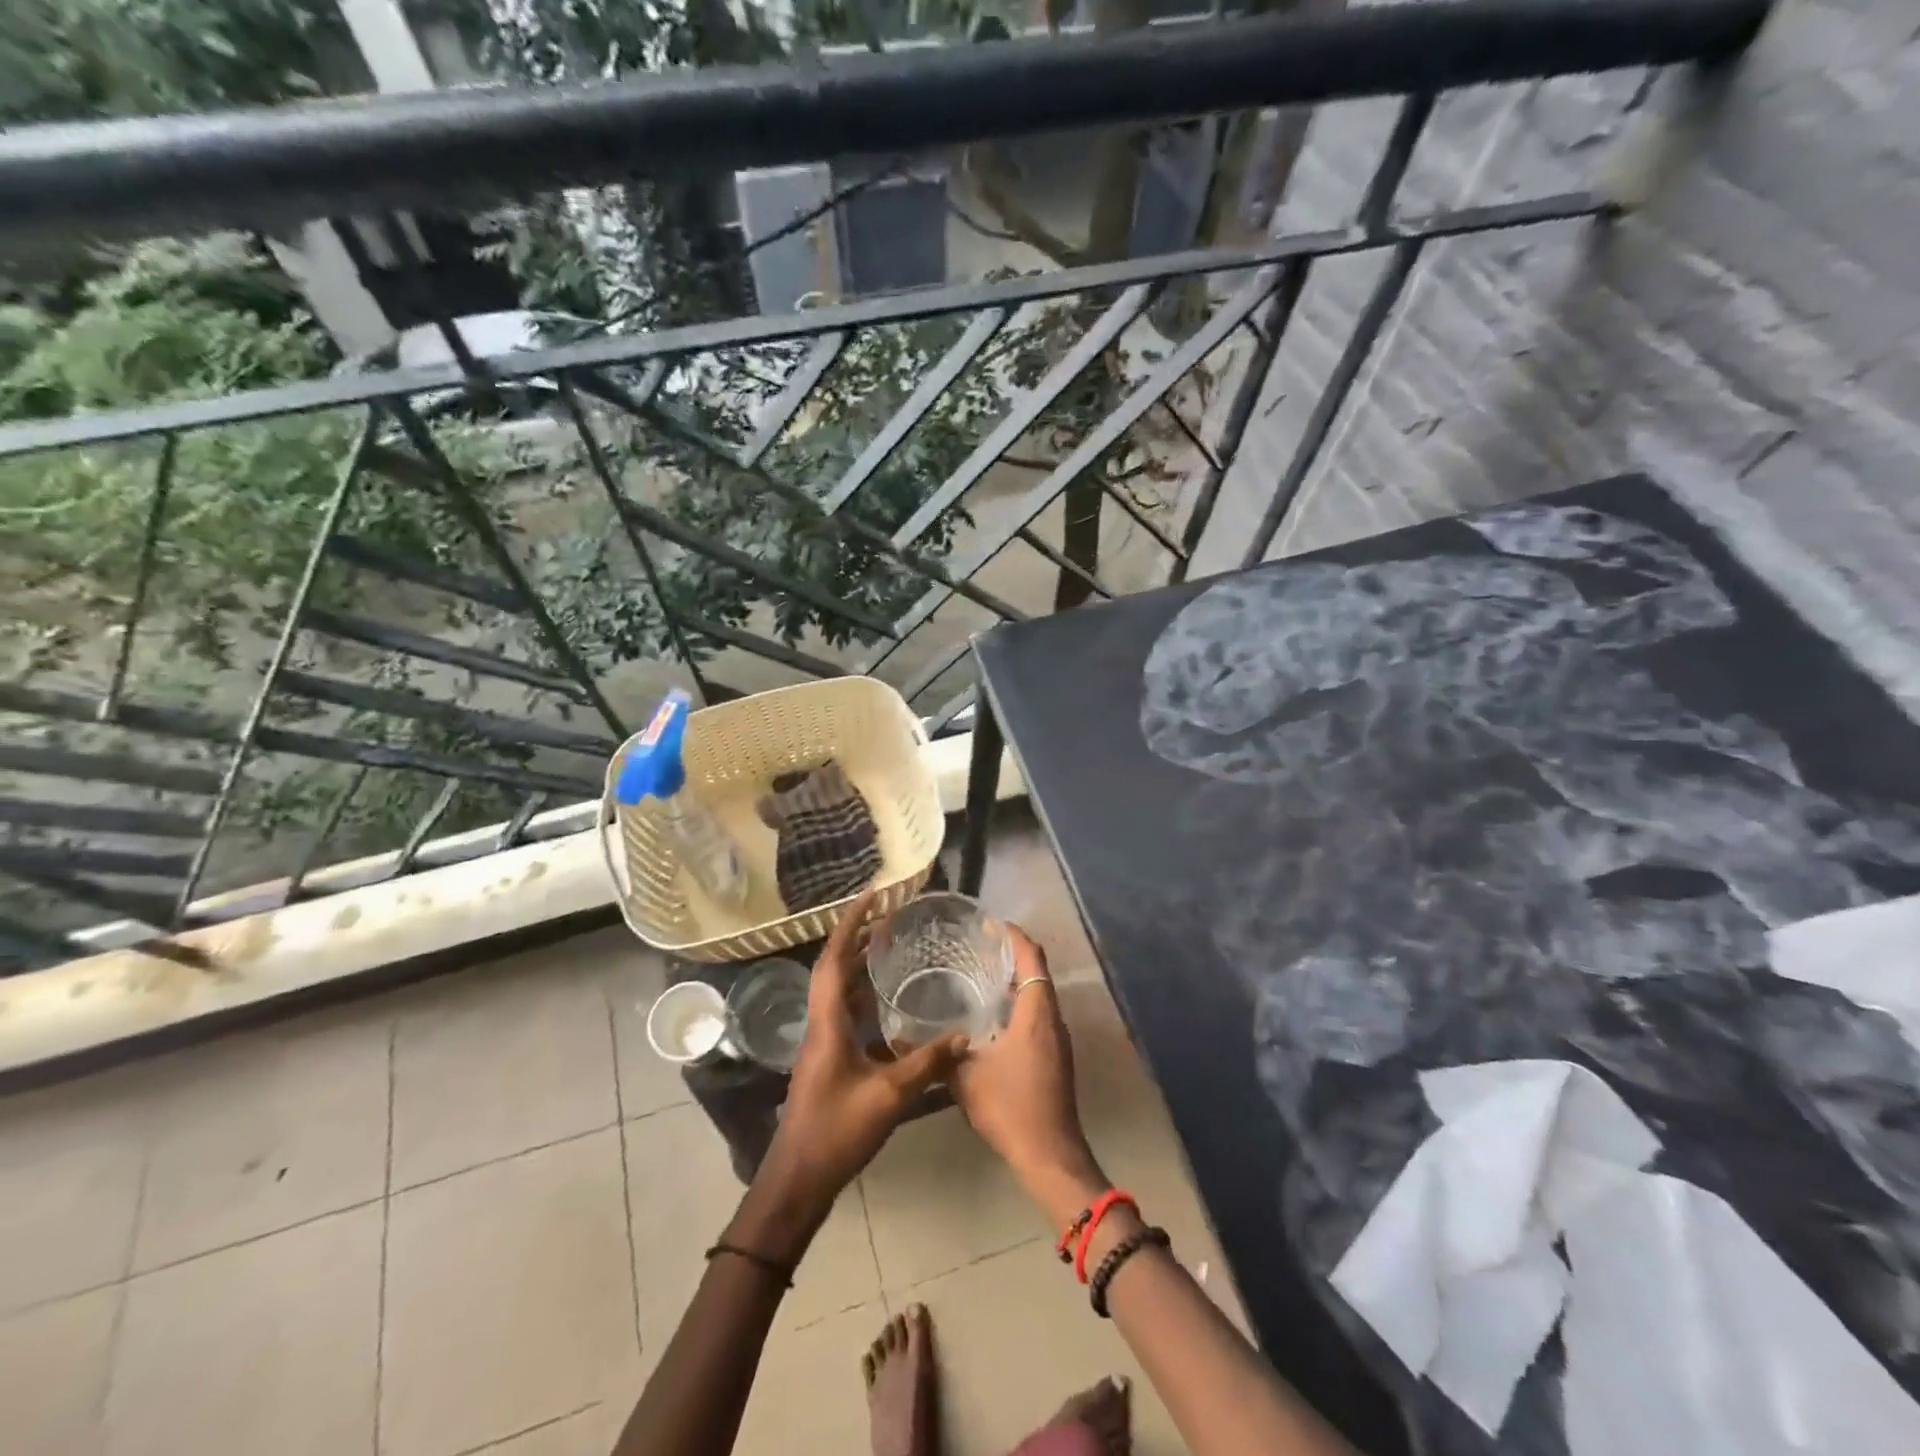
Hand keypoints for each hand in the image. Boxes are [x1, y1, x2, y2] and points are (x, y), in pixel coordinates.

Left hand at [760, 890, 966, 1216]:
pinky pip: (844, 1012)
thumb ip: (927, 1064)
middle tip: (888, 917)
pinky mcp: (828, 1059)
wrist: (798, 1180)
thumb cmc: (837, 1132)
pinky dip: (863, 995)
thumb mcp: (889, 1097)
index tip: (872, 896)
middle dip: (857, 937)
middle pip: (833, 968)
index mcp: (828, 1023)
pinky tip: (887, 1002)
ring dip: (859, 964)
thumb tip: (964, 1036)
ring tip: (889, 947)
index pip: (834, 959)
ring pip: (837, 990)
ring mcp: (822, 1043)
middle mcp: (821, 1024)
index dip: (851, 923)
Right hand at [951, 927, 1098, 1197]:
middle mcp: (1052, 1019)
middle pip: (1037, 972)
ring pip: (1039, 995)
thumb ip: (939, 1054)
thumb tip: (902, 1036)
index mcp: (1036, 1013)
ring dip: (1016, 980)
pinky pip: (1039, 1015)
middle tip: (978, 947)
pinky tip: (992, 1016)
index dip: (1014, 936)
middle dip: (1012, 954)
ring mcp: (1057, 1039)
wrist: (1049, 1155)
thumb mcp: (966, 1079)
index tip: (991, 924)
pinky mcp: (1056, 1057)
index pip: (1031, 958)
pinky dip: (1019, 1004)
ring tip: (980, 975)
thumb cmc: (1010, 1109)